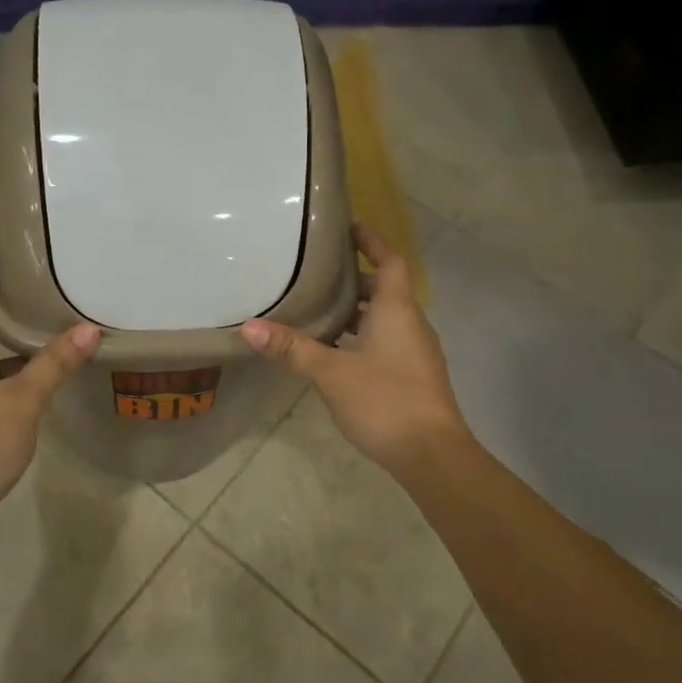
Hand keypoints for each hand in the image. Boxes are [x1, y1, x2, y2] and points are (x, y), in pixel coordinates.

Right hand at [239, 223, 469, 476]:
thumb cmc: (385, 401)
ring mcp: (416, 353)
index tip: (349, 227)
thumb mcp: (331, 373)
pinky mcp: (414, 377)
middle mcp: (411, 325)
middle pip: (384, 290)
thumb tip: (249, 327)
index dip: (372, 242)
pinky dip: (363, 338)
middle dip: (354, 281)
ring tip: (319, 312)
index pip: (389, 262)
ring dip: (357, 312)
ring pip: (385, 319)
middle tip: (318, 275)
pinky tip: (336, 354)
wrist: (432, 455)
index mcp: (397, 311)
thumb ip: (292, 349)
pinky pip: (387, 343)